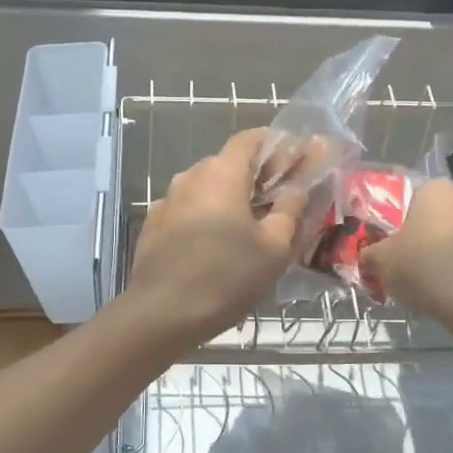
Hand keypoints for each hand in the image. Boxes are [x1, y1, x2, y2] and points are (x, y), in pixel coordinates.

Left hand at [127, 128, 307, 342]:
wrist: (162, 314)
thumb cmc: (226, 276)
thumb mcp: (274, 247)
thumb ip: (291, 210)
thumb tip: (298, 188)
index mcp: (221, 173)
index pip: (251, 138)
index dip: (277, 145)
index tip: (297, 160)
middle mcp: (190, 176)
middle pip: (228, 163)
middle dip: (257, 175)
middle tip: (280, 198)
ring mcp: (167, 201)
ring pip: (207, 188)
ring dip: (231, 198)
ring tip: (251, 226)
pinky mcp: (154, 226)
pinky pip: (189, 210)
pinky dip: (208, 216)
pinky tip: (218, 245)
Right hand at [360, 178, 452, 321]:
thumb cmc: (425, 269)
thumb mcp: (382, 263)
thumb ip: (371, 255)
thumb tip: (367, 258)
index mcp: (438, 191)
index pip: (418, 199)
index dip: (408, 225)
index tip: (403, 250)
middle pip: (450, 216)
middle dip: (439, 237)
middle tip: (424, 268)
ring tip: (452, 287)